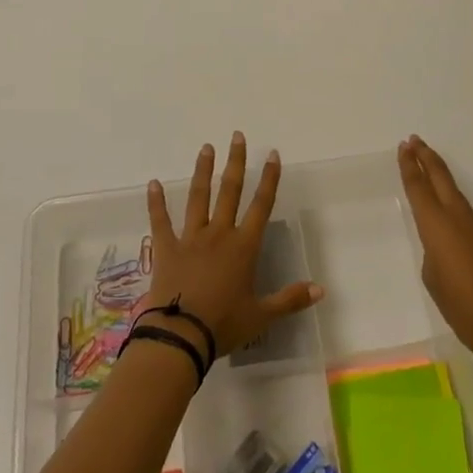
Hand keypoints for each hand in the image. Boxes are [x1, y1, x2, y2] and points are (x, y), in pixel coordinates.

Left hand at [144, 132, 323, 359]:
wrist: (181, 336)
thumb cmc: (224, 325)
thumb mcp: (262, 316)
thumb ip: (290, 300)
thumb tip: (320, 289)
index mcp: (243, 247)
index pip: (261, 206)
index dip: (269, 179)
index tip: (271, 154)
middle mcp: (219, 234)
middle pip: (230, 191)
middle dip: (235, 162)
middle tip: (236, 136)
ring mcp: (191, 238)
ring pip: (198, 197)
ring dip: (203, 171)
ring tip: (206, 148)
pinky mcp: (167, 249)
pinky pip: (160, 221)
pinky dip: (156, 202)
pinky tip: (152, 183)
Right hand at [398, 135, 472, 364]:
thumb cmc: (462, 306)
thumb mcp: (433, 278)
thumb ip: (432, 253)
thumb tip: (441, 245)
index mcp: (437, 224)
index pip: (419, 186)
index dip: (410, 165)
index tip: (404, 146)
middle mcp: (457, 217)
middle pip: (440, 177)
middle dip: (426, 156)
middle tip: (413, 140)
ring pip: (453, 189)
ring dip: (438, 172)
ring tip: (425, 160)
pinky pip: (462, 207)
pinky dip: (449, 193)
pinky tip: (444, 200)